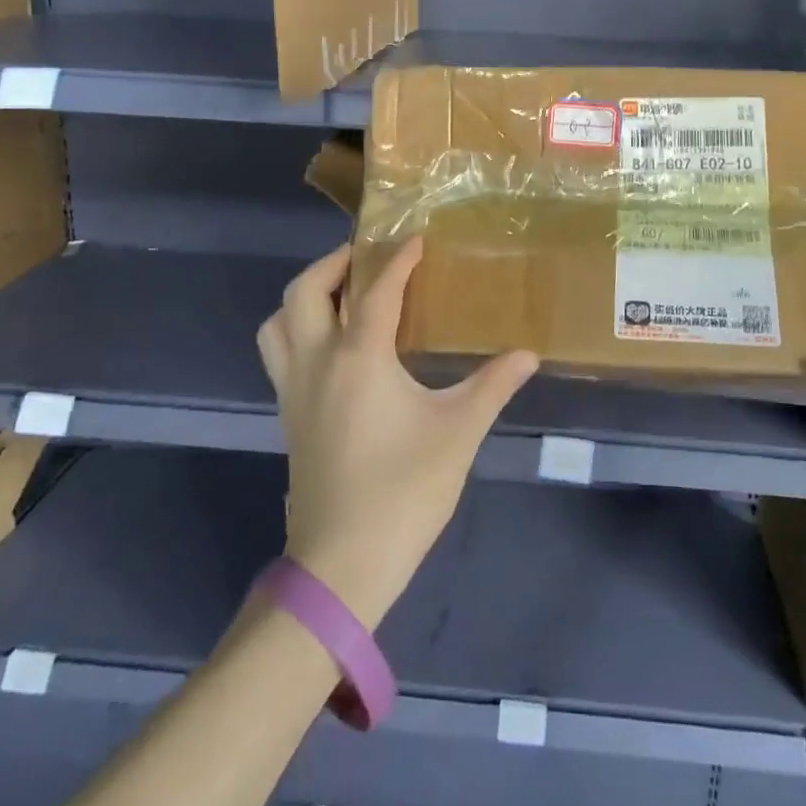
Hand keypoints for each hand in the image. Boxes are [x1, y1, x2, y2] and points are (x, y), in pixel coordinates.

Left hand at [256, 238, 538, 628]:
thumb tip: (528, 354)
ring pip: (277, 323)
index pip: (376, 290)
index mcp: (358, 358)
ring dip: (304, 297)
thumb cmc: (403, 491)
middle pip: (304, 292)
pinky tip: (333, 347)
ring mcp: (294, 392)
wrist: (341, 566)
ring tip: (341, 295)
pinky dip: (297, 330)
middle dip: (334, 263)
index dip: (398, 259)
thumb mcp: (458, 433)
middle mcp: (317, 364)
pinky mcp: (289, 418)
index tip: (416, 239)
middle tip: (367, 257)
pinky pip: (280, 354)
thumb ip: (492, 386)